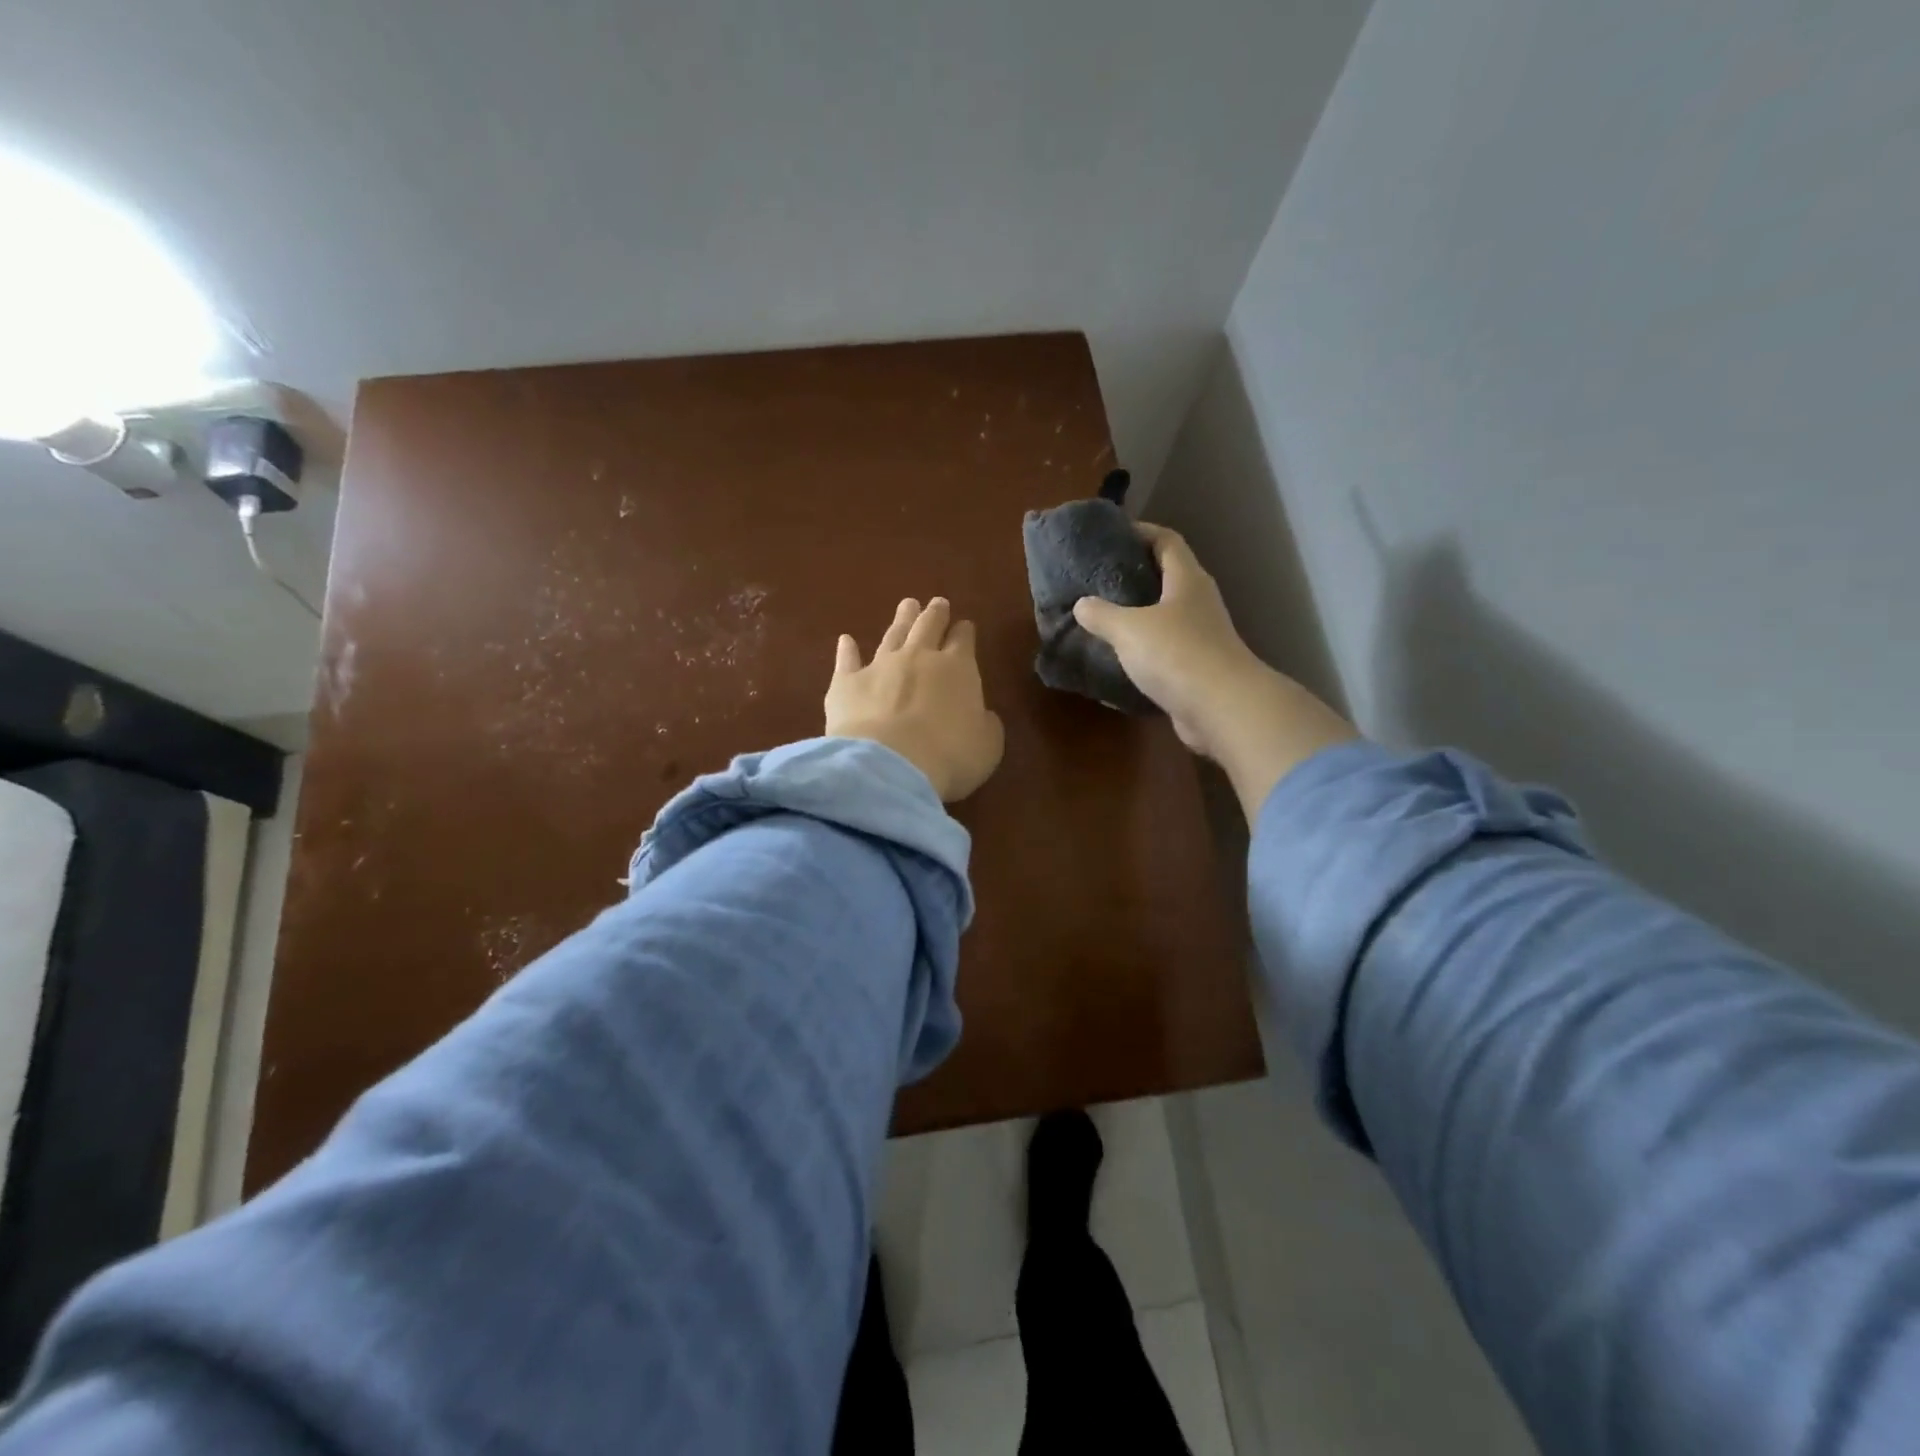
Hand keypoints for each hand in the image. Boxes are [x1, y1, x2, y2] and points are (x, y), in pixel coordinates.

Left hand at [825, 597, 1004, 801]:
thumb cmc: (949, 757)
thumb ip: (986, 724)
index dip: (965, 631)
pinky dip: (847, 649)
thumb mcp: (987, 745)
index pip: (964, 640)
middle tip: (938, 603)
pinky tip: (845, 640)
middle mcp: (918, 657)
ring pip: (892, 634)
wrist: (889, 765)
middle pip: (928, 626)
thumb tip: (982, 715)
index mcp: (958, 668)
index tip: (965, 626)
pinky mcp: (846, 683)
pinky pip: (847, 660)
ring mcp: (880, 666)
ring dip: (901, 619)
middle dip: (935, 613)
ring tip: (907, 605)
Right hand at [1072, 524, 1355, 819]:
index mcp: (1187, 580)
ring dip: (1137, 616)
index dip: (1141, 532)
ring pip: (1165, 616)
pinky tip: (1117, 659)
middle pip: (1167, 577)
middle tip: (1099, 578)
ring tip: (1102, 618)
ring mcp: (1201, 637)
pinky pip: (1164, 651)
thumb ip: (1102, 614)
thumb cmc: (1177, 654)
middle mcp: (1198, 602)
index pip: (1167, 541)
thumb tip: (1082, 604)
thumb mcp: (1129, 629)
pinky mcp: (1197, 669)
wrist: (1222, 708)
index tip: (1113, 534)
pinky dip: (1142, 651)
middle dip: (1135, 575)